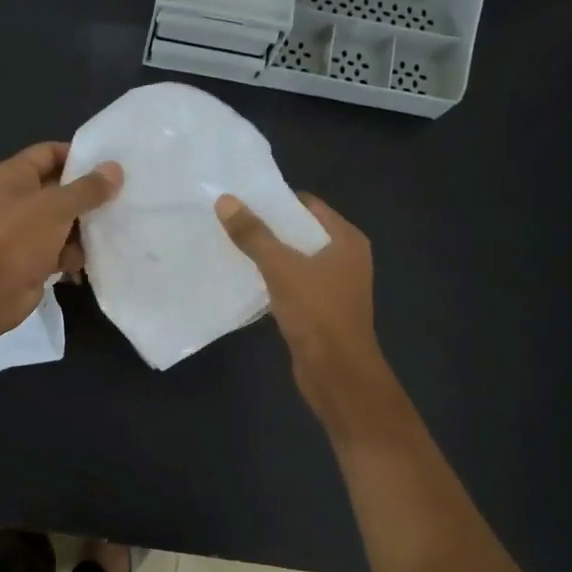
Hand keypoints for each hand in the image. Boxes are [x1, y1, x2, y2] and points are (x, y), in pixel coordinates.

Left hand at [0, 142, 121, 334]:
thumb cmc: (21, 237)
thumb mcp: (58, 207)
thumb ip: (89, 188)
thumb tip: (115, 169)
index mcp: (12, 176)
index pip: (48, 153)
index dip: (77, 156)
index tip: (108, 166)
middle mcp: (15, 199)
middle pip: (58, 189)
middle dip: (86, 197)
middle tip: (120, 198)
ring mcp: (22, 230)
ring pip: (62, 222)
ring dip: (83, 229)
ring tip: (111, 230)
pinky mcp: (30, 258)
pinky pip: (59, 249)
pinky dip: (72, 254)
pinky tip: (91, 260)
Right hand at [215, 193, 389, 423]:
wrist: (337, 373)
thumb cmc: (317, 313)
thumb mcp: (282, 268)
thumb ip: (254, 235)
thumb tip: (225, 201)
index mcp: (346, 240)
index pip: (308, 207)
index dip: (276, 201)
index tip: (241, 199)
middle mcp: (344, 258)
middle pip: (300, 233)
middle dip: (267, 228)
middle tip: (228, 221)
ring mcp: (333, 286)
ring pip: (294, 261)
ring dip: (267, 256)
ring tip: (229, 246)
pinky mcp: (319, 310)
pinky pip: (291, 285)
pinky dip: (271, 281)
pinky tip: (243, 280)